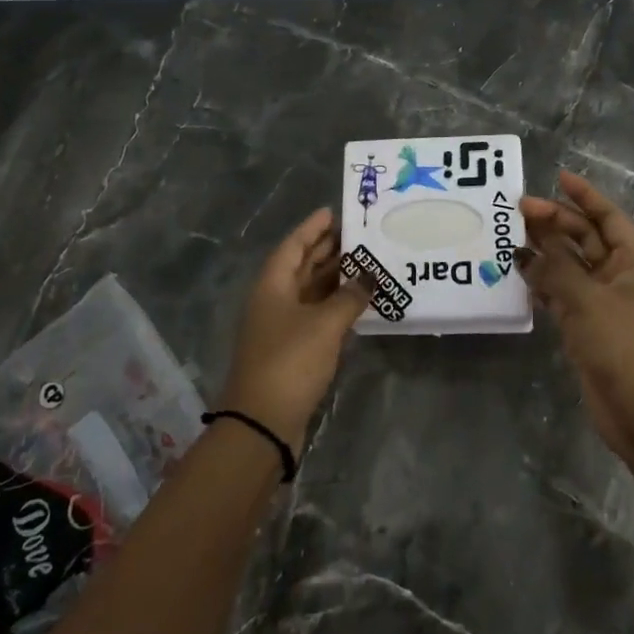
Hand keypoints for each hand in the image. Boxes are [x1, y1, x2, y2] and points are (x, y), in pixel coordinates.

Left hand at [220, 208, 371, 451]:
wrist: (262, 422)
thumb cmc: (290, 361)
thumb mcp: (324, 324)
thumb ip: (350, 297)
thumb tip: (371, 277)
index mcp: (272, 285)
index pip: (293, 245)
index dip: (312, 228)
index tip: (334, 211)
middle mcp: (273, 300)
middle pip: (300, 266)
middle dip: (326, 249)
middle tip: (358, 235)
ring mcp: (280, 326)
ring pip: (309, 291)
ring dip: (333, 277)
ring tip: (365, 263)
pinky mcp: (291, 349)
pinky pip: (314, 314)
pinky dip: (334, 304)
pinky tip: (356, 302)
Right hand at [518, 172, 633, 469]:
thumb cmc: (622, 343)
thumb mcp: (586, 297)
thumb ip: (554, 266)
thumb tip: (526, 247)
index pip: (608, 216)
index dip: (584, 195)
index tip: (557, 177)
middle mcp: (621, 275)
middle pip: (586, 238)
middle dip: (555, 222)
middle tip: (518, 211)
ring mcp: (604, 301)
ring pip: (571, 265)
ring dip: (545, 251)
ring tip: (511, 237)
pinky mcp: (588, 326)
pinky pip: (562, 294)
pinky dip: (543, 283)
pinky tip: (519, 274)